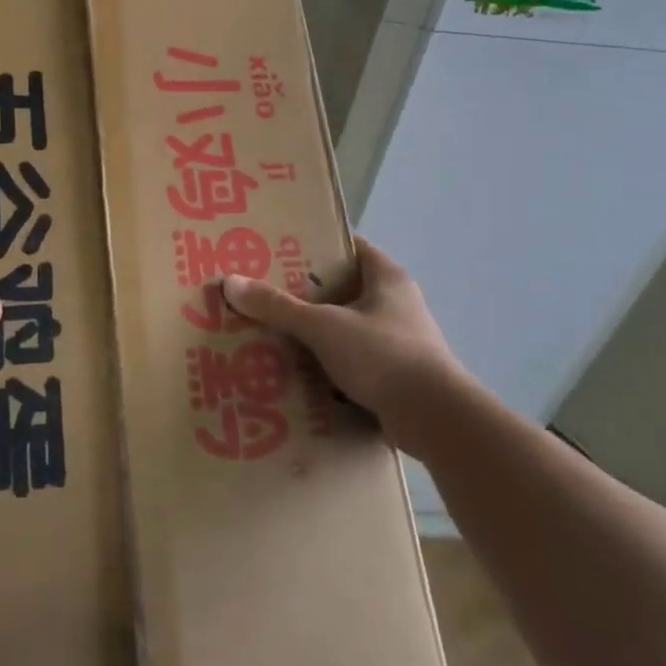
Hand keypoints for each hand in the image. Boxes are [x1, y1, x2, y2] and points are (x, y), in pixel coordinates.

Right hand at [221, 237, 479, 454]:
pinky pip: (352, 360)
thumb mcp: (323, 326)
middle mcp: (396, 303)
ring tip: (271, 334)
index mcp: (386, 277)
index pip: (348, 248)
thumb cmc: (383, 355)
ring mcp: (398, 340)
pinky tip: (296, 373)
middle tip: (263, 294)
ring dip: (314, 333)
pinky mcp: (395, 374)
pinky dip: (327, 365)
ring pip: (345, 328)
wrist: (435, 419)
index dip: (314, 246)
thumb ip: (277, 306)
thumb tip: (230, 282)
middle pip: (342, 289)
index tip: (278, 251)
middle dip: (304, 294)